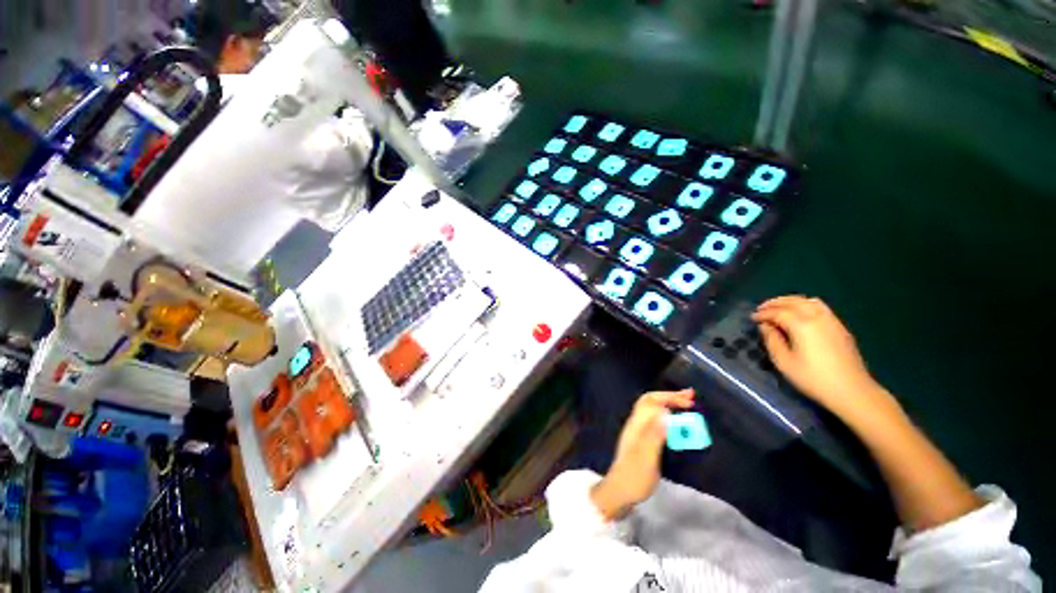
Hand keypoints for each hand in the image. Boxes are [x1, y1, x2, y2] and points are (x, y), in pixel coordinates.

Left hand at [591, 389, 694, 520]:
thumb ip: (654, 434)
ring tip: (686, 404)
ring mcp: (638, 431)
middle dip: (670, 396)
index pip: (652, 401)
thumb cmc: (634, 476)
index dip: (670, 397)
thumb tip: (665, 412)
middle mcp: (636, 423)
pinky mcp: (642, 440)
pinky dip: (667, 415)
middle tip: (690, 396)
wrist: (620, 492)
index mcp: (637, 424)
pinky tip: (676, 421)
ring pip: (653, 410)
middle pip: (651, 401)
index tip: (689, 401)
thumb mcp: (647, 457)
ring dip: (669, 404)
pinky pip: (655, 420)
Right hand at [752, 296, 895, 421]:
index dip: (763, 314)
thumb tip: (765, 326)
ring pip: (808, 301)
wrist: (851, 391)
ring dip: (791, 301)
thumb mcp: (784, 362)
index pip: (778, 312)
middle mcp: (817, 317)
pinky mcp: (840, 327)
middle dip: (775, 303)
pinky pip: (820, 307)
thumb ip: (772, 340)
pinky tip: (800, 314)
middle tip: (762, 308)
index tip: (752, 318)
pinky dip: (805, 304)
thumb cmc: (813, 378)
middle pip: (794, 302)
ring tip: (780, 308)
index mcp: (802, 325)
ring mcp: (831, 321)